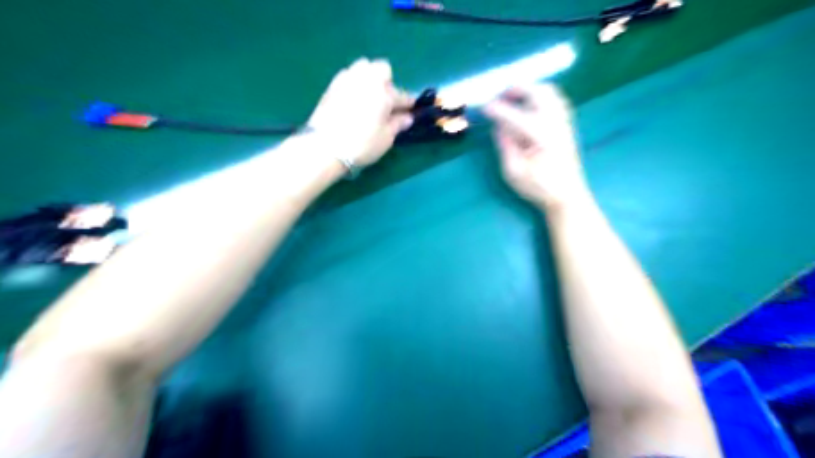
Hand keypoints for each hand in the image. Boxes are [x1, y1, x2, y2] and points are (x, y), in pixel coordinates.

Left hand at [309, 60, 416, 166]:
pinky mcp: (332, 85)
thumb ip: (397, 124)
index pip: (401, 95)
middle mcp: (367, 80)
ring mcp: (347, 79)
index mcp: (384, 93)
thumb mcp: (385, 138)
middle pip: (382, 69)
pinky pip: (348, 76)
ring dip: (370, 78)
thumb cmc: (361, 145)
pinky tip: (354, 99)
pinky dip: (355, 83)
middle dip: (387, 82)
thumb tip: (407, 117)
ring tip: (369, 96)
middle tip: (386, 101)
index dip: (407, 103)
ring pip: (363, 68)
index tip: (410, 110)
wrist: (325, 147)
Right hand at [483, 84, 593, 209]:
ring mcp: (564, 122)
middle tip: (500, 97)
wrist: (568, 196)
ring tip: (513, 99)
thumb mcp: (514, 171)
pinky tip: (529, 107)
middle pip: (538, 92)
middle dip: (516, 90)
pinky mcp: (567, 125)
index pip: (515, 115)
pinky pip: (555, 100)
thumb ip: (505, 145)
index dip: (497, 110)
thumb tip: (498, 126)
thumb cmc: (539, 187)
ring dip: (530, 90)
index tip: (483, 108)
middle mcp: (555, 123)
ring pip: (549, 92)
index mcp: (541, 136)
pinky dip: (540, 96)